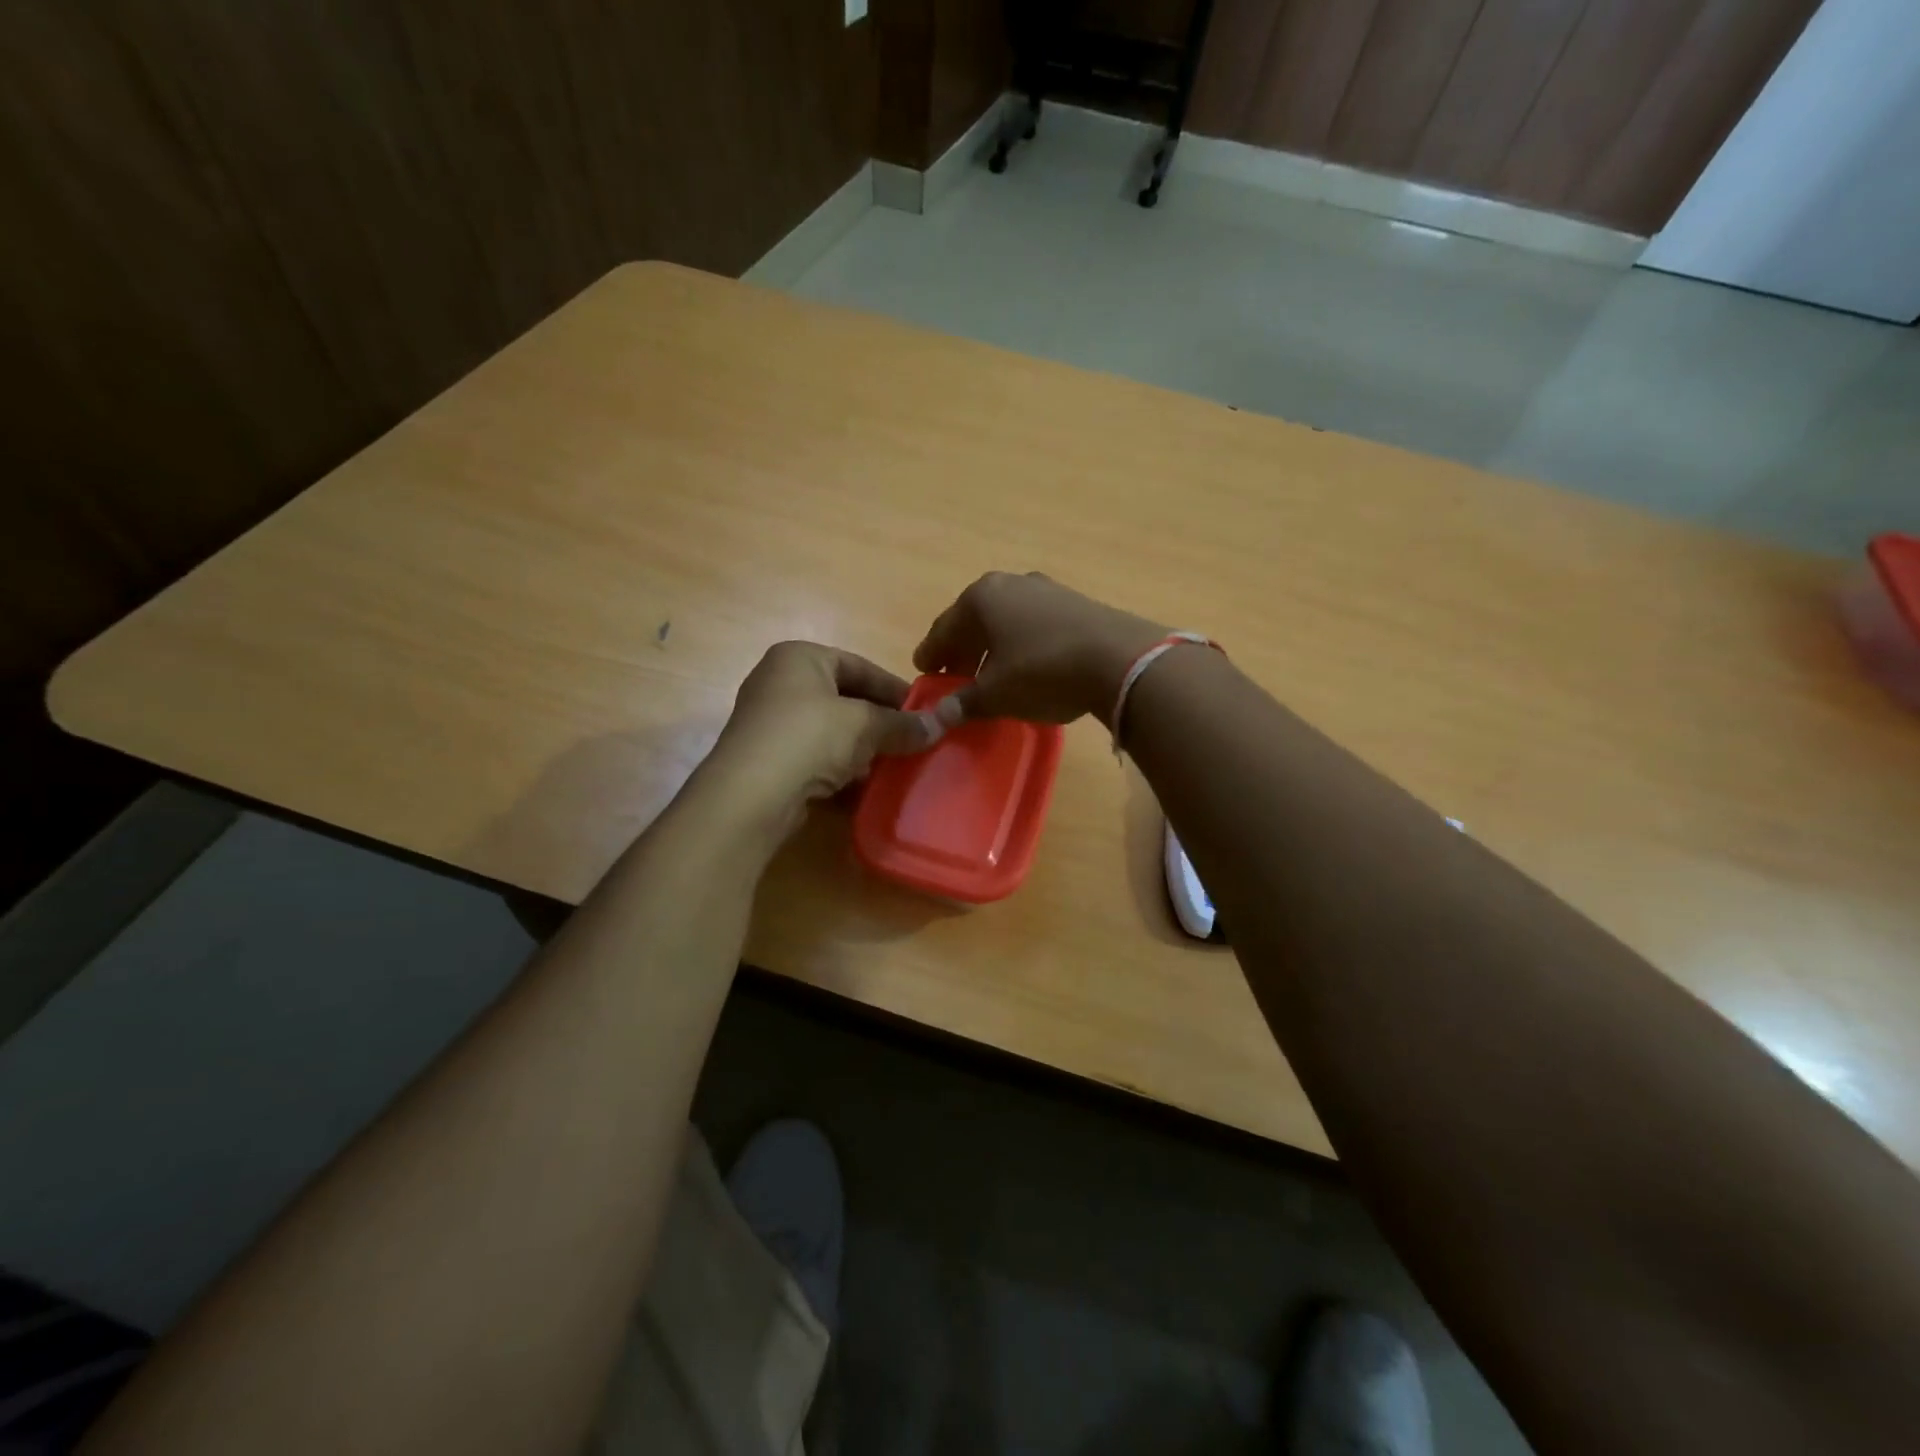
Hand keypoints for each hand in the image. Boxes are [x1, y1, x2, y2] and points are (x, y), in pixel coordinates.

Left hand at [705, 641, 934, 831]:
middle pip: (844, 698)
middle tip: (912, 741)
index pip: (859, 666)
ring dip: (861, 749)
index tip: (924, 712)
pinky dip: (839, 770)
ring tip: (894, 766)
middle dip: (879, 722)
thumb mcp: (865, 725)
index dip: (895, 689)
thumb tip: (942, 724)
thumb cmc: (809, 738)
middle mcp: (779, 682)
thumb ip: (903, 724)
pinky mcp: (767, 760)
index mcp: (799, 658)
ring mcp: (769, 723)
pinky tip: (864, 788)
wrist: (750, 795)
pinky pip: (814, 758)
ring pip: (830, 731)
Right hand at [913, 572, 1168, 728]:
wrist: (1119, 659)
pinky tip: (1026, 666)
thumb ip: (964, 702)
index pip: (944, 629)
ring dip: (993, 648)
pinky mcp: (1075, 603)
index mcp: (981, 598)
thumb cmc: (1042, 671)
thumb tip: (938, 715)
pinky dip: (1020, 644)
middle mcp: (1010, 584)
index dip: (931, 653)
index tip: (923, 671)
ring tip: (990, 676)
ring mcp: (1045, 589)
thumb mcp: (996, 693)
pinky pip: (1033, 624)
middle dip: (962, 651)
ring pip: (1006, 621)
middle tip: (954, 679)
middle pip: (975, 621)